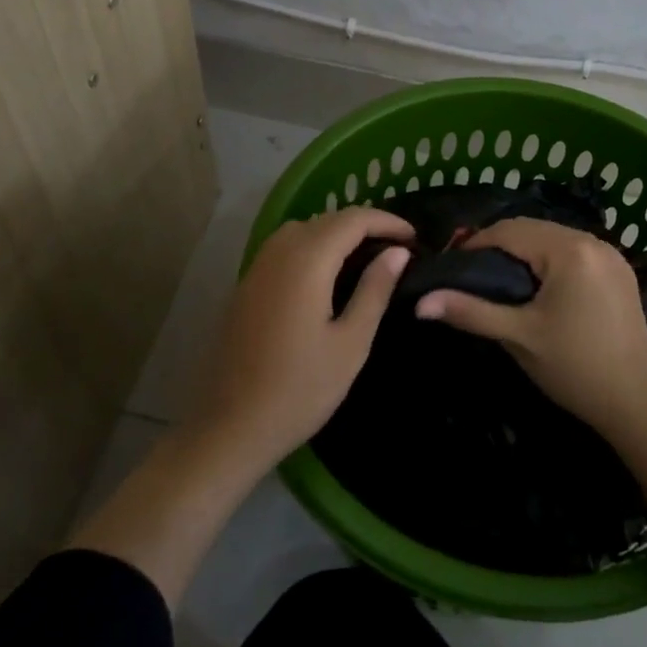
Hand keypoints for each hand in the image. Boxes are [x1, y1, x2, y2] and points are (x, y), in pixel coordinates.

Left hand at [189, 207, 413, 469]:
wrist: (231, 427)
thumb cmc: (300, 389)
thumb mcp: (351, 342)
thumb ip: (375, 290)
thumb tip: (397, 252)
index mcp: (307, 262)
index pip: (352, 220)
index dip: (386, 221)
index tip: (414, 237)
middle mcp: (278, 253)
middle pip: (325, 219)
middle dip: (363, 224)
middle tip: (396, 248)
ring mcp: (257, 269)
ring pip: (301, 230)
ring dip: (335, 233)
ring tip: (365, 257)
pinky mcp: (245, 287)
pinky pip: (283, 249)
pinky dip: (312, 247)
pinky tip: (326, 275)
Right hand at [414, 218, 646, 446]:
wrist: (635, 403)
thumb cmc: (573, 368)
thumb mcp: (517, 336)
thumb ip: (470, 312)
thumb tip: (420, 303)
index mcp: (569, 250)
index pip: (509, 231)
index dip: (475, 243)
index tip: (450, 264)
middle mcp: (593, 241)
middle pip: (533, 228)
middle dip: (499, 244)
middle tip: (470, 271)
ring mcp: (611, 255)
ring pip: (554, 237)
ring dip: (525, 250)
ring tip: (498, 278)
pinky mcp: (620, 272)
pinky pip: (574, 251)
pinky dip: (549, 259)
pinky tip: (536, 284)